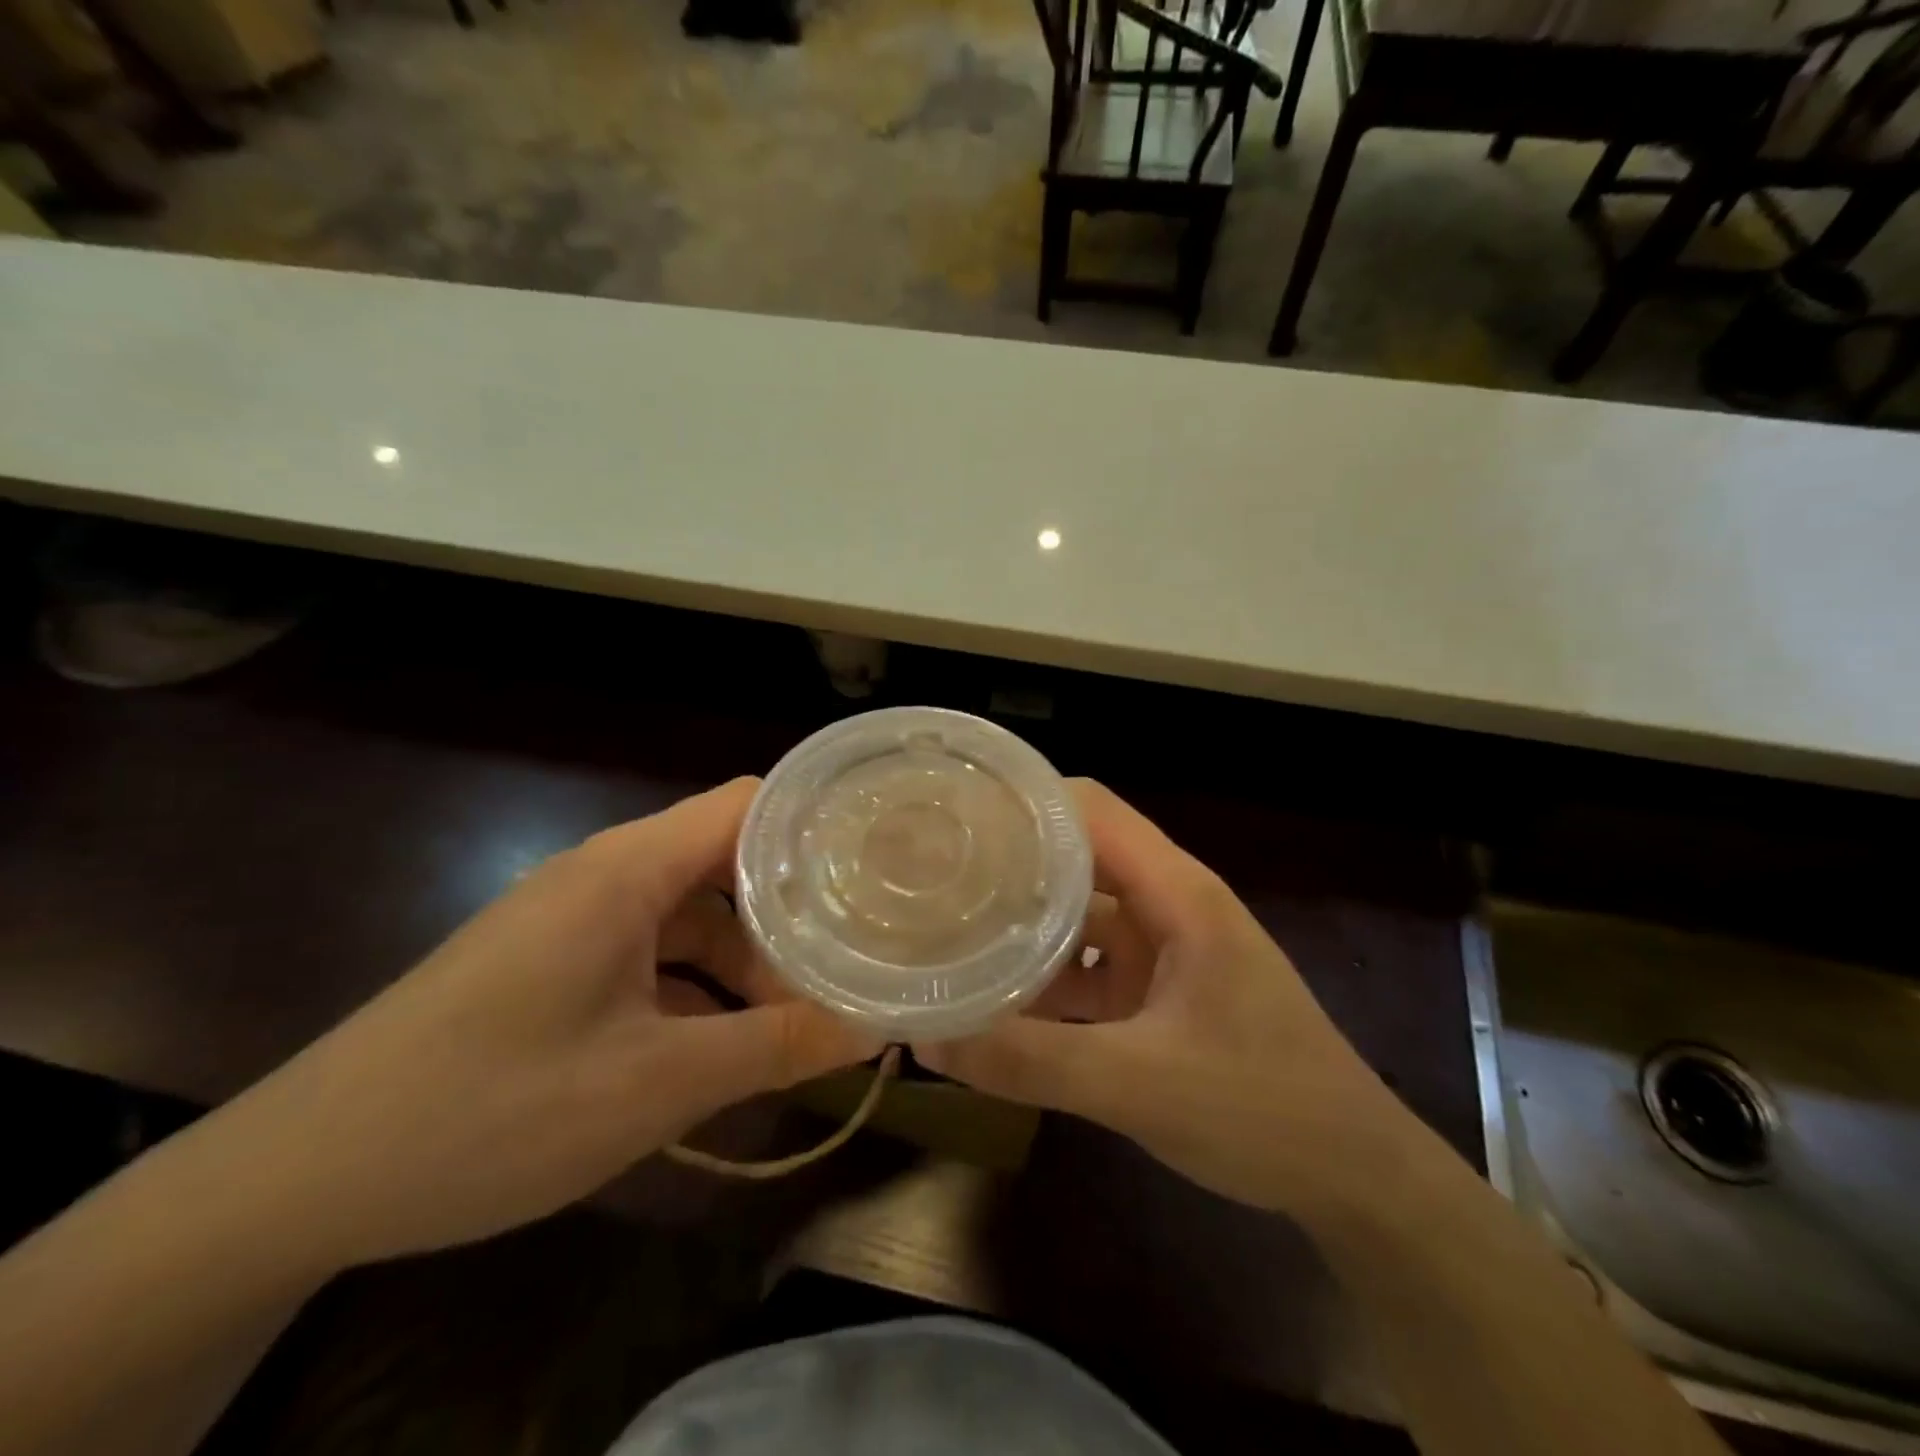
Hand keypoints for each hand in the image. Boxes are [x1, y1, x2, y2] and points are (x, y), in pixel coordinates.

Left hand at [213, 778, 878, 1272]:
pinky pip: (650, 953)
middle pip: (726, 863)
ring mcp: (574, 919)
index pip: (747, 805)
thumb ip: (774, 1047)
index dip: (816, 827)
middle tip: (852, 957)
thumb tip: (874, 1026)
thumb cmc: (491, 1108)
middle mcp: (604, 875)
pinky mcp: (554, 962)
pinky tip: (722, 1046)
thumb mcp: (654, 1084)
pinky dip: (697, 988)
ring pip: (690, 915)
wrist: (298, 1178)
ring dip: (744, 962)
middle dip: (790, 913)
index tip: (874, 868)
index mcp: (628, 870)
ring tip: (796, 1019)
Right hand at [915, 780, 1415, 1214]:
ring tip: (950, 931)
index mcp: (1176, 893)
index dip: (1024, 802)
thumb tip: (931, 1038)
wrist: (1355, 1176)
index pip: (1089, 810)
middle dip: (1010, 863)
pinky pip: (1090, 965)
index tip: (957, 819)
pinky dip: (1047, 976)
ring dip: (1023, 924)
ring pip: (1079, 913)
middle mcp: (1168, 904)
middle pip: (1076, 856)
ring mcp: (1165, 948)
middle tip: (935, 879)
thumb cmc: (1263, 1109)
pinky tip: (998, 999)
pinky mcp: (1160, 990)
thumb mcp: (1139, 1085)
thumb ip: (1032, 1061)